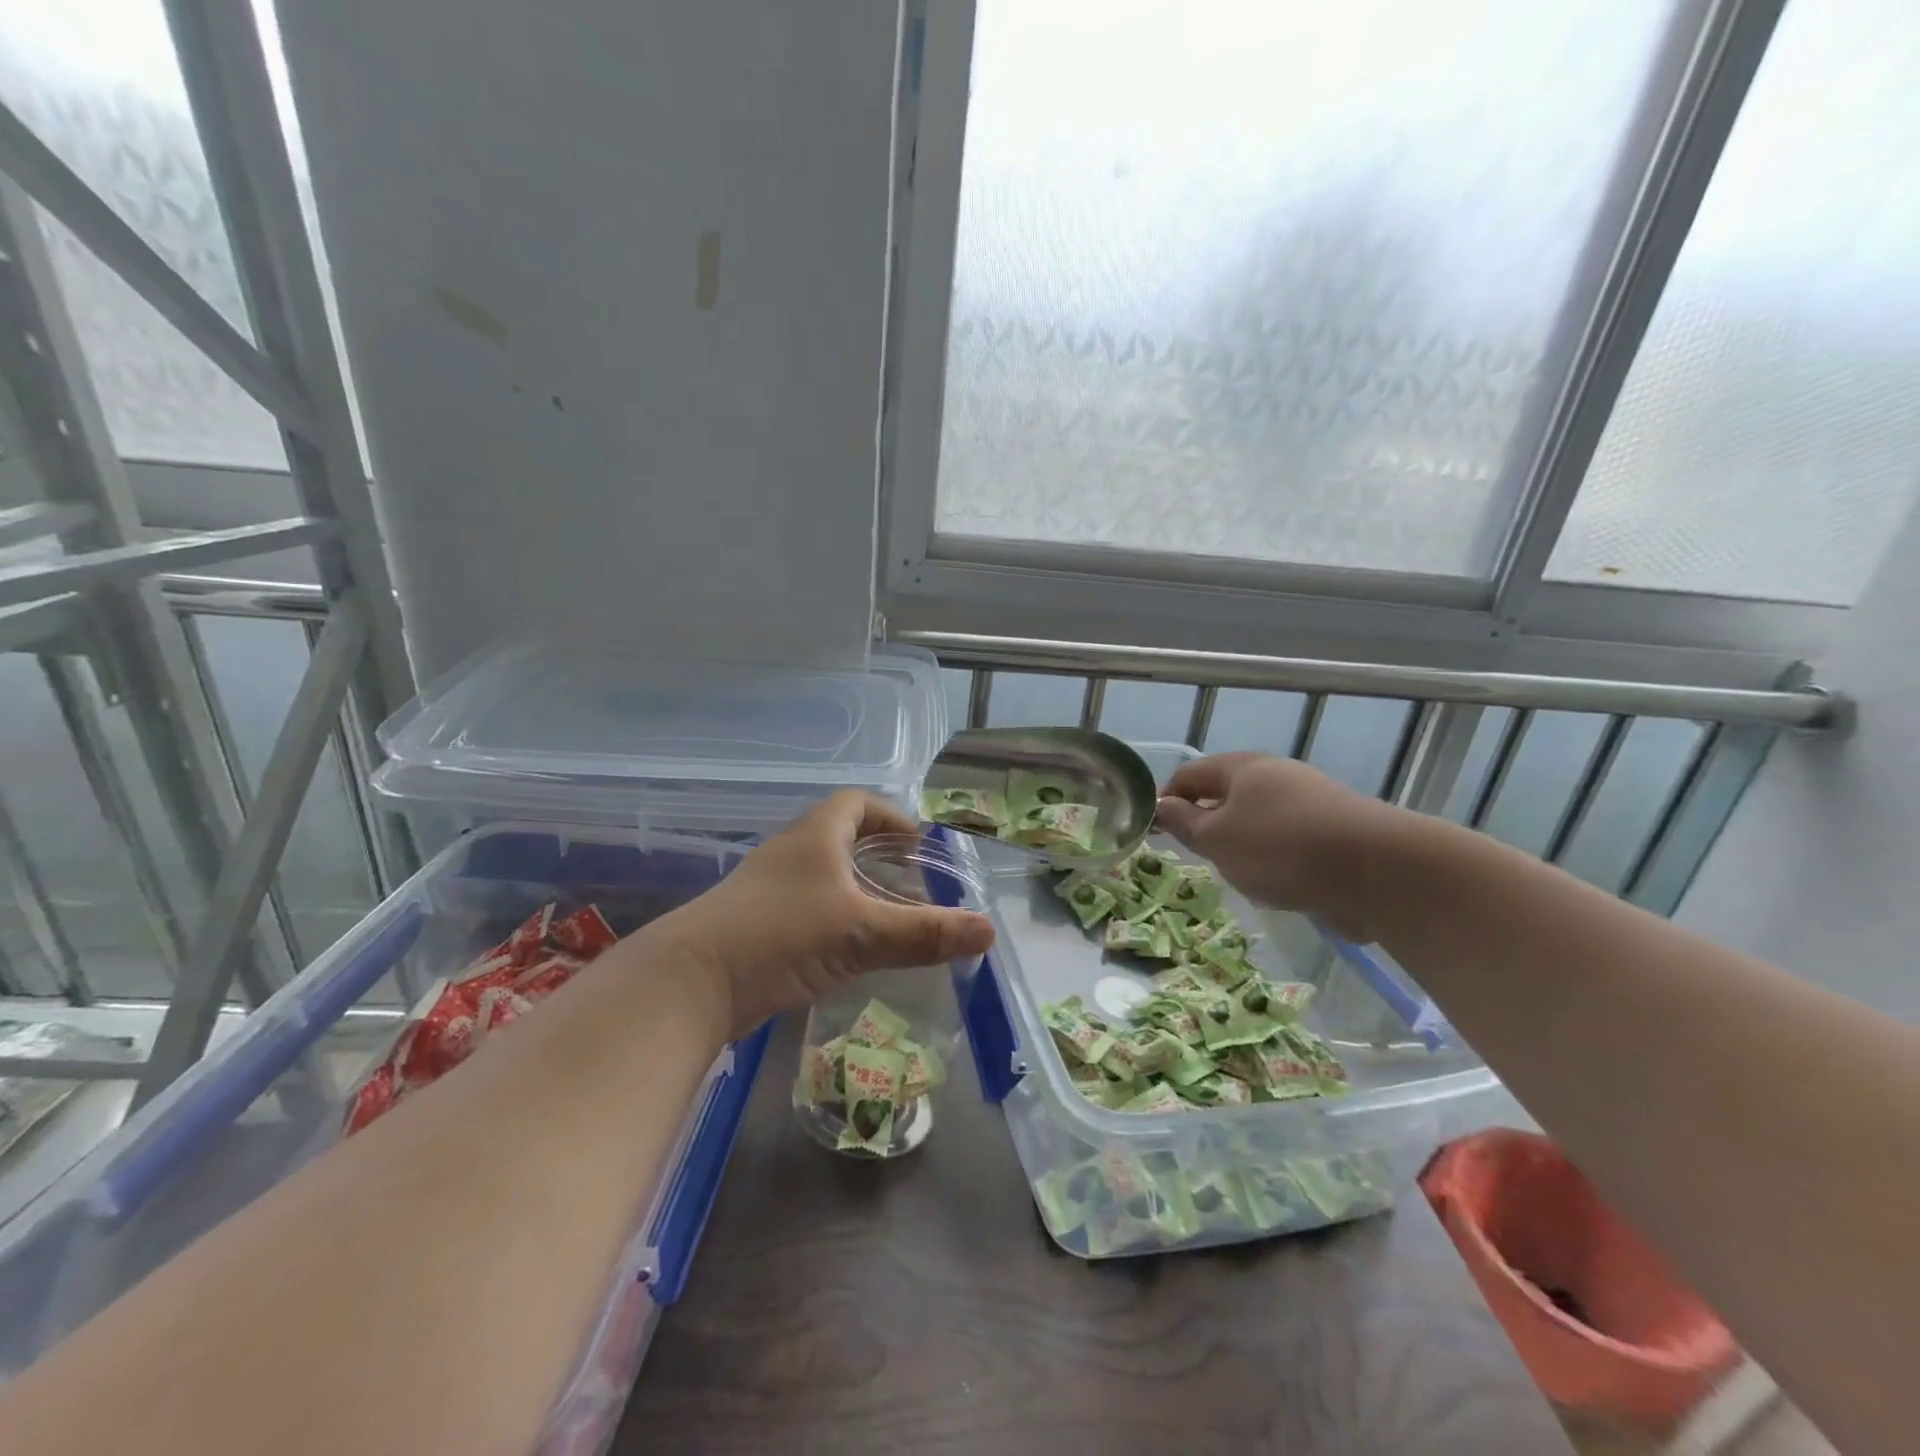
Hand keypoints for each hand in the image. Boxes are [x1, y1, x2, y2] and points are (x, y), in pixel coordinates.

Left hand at [647, 790, 995, 1038]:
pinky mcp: (753, 921)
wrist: (689, 982)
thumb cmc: (781, 936)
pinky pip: (803, 903)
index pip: (856, 802)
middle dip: (877, 851)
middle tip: (910, 879)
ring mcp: (766, 887)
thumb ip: (925, 933)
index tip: (917, 843)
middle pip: (839, 834)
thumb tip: (988, 930)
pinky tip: (845, 946)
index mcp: (816, 835)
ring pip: (820, 872)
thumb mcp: (861, 933)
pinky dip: (831, 913)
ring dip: (853, 884)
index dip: (890, 816)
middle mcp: (790, 851)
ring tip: (885, 913)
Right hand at [1154, 752, 1403, 940]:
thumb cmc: (1280, 848)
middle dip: (1206, 826)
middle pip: (1224, 795)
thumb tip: (1160, 806)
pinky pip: (1288, 839)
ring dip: (1241, 845)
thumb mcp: (1217, 839)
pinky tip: (1280, 884)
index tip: (1155, 833)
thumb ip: (1184, 823)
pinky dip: (1275, 858)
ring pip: (1257, 820)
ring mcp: (1308, 799)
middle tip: (1199, 858)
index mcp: (1241, 767)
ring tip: (1241, 876)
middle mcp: (1274, 774)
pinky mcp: (1334, 829)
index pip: (1187, 775)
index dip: (1165, 800)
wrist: (1378, 869)